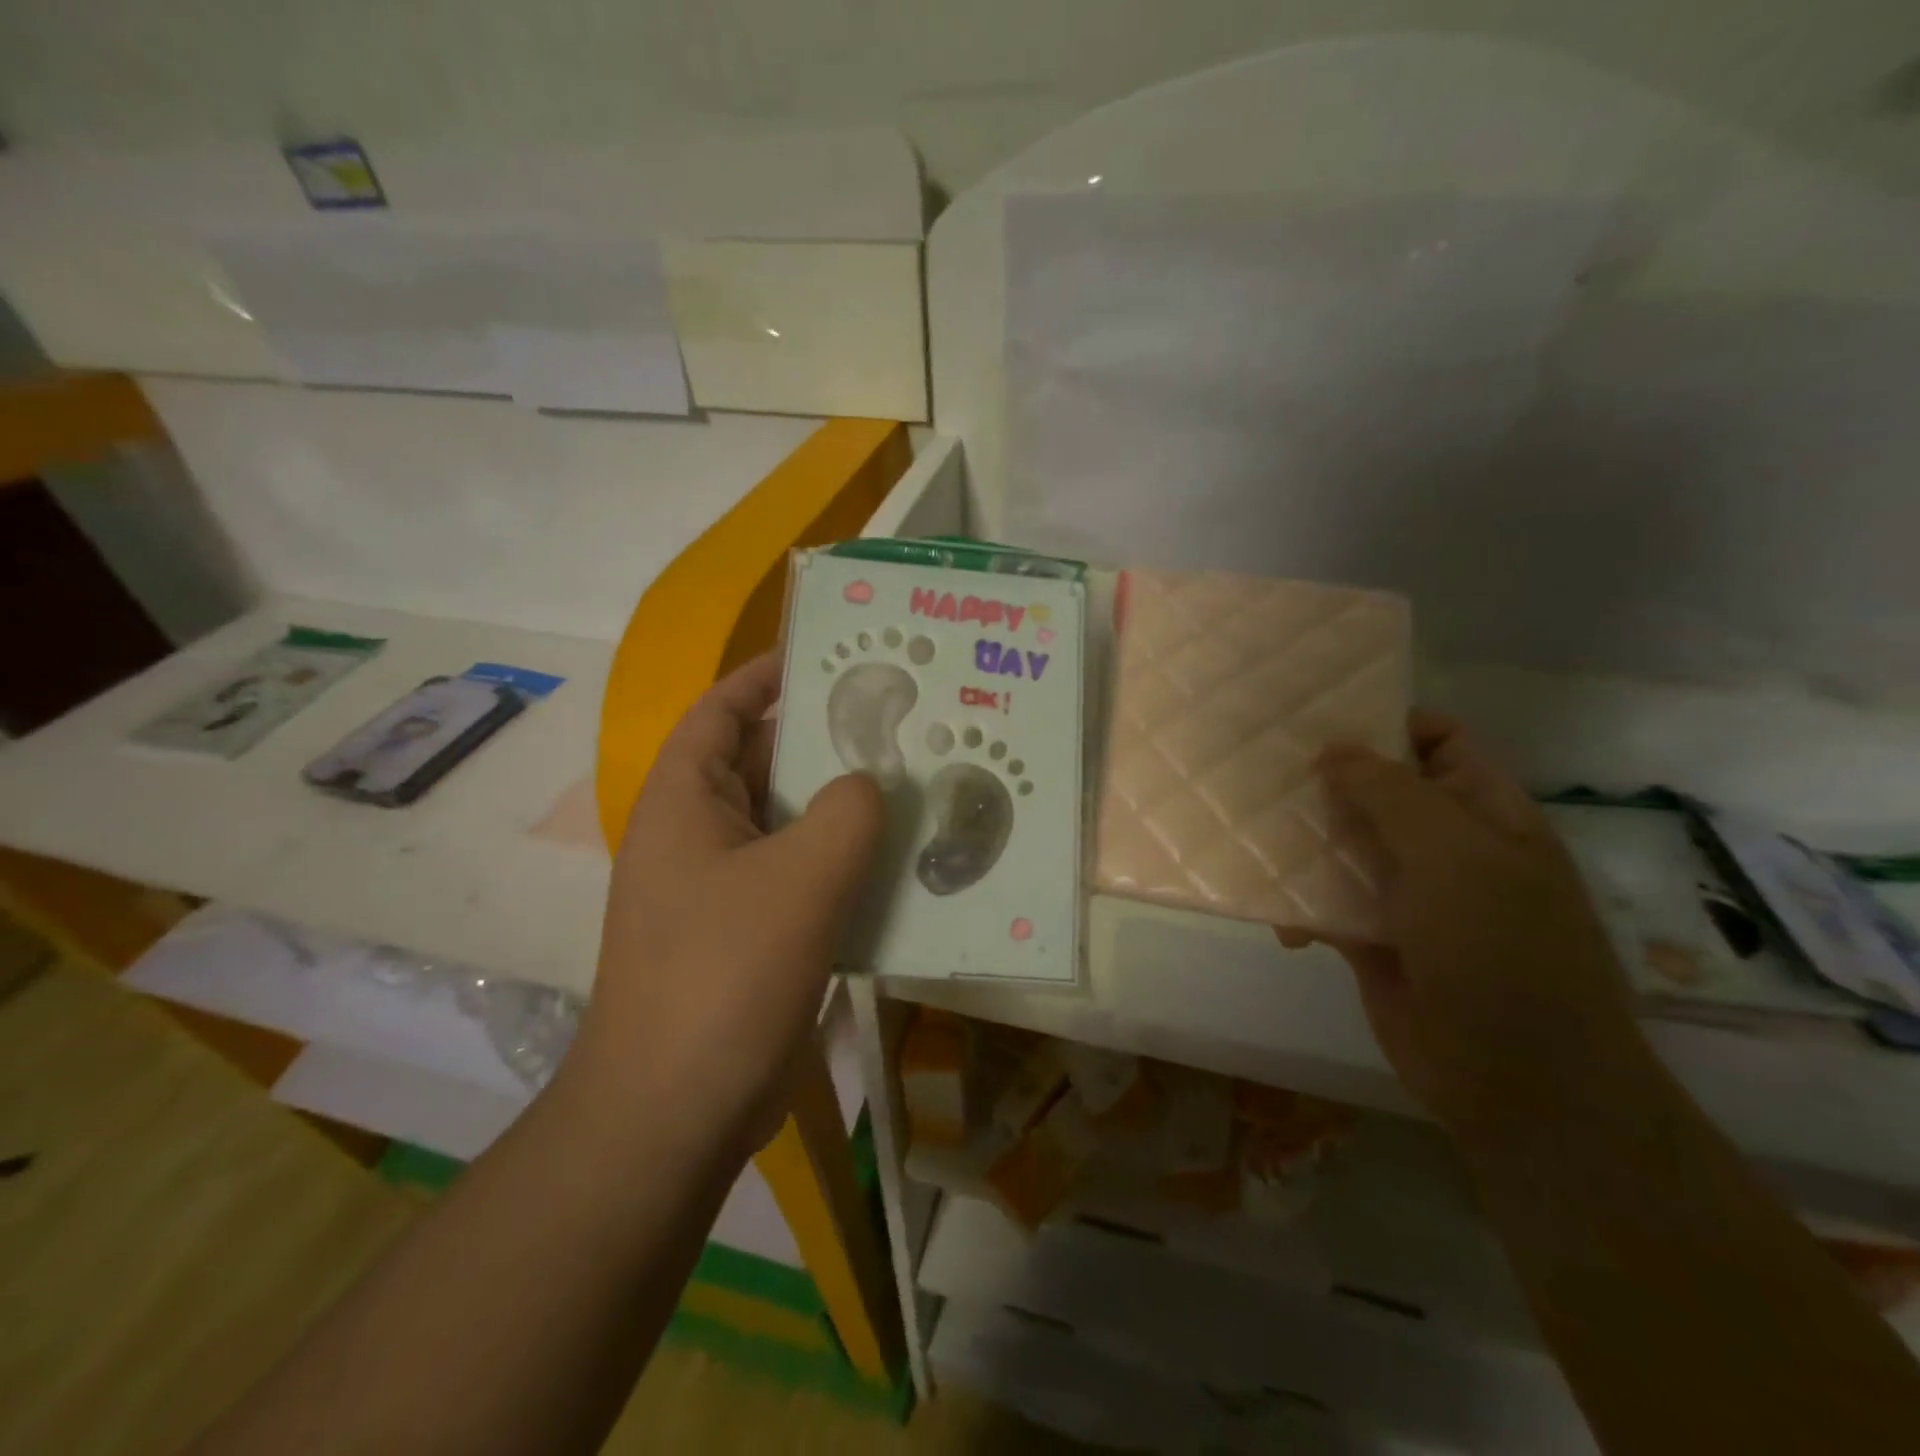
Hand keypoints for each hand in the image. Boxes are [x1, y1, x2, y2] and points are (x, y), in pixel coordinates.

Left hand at [577, 653, 882, 1152]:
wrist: (674, 1113)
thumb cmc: (723, 976)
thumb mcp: (799, 879)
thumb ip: (847, 812)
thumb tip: (870, 785)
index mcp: (685, 799)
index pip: (723, 709)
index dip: (769, 674)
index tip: (830, 653)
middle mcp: (698, 833)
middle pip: (765, 763)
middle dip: (826, 741)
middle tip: (899, 720)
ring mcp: (722, 887)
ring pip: (790, 824)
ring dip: (843, 808)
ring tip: (914, 783)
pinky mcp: (749, 933)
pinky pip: (801, 877)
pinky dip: (843, 864)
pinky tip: (898, 865)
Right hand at [1289, 712, 1648, 1138]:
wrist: (1519, 1083)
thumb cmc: (1502, 952)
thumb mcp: (1455, 856)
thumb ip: (1391, 793)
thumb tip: (1332, 749)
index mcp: (1483, 813)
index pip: (1438, 741)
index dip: (1386, 722)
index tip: (1316, 718)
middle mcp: (1444, 846)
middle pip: (1377, 791)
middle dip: (1324, 780)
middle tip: (1258, 766)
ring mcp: (1406, 894)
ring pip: (1342, 846)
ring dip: (1300, 840)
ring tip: (1247, 828)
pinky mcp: (1370, 937)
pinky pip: (1323, 902)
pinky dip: (1296, 901)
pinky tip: (1274, 914)